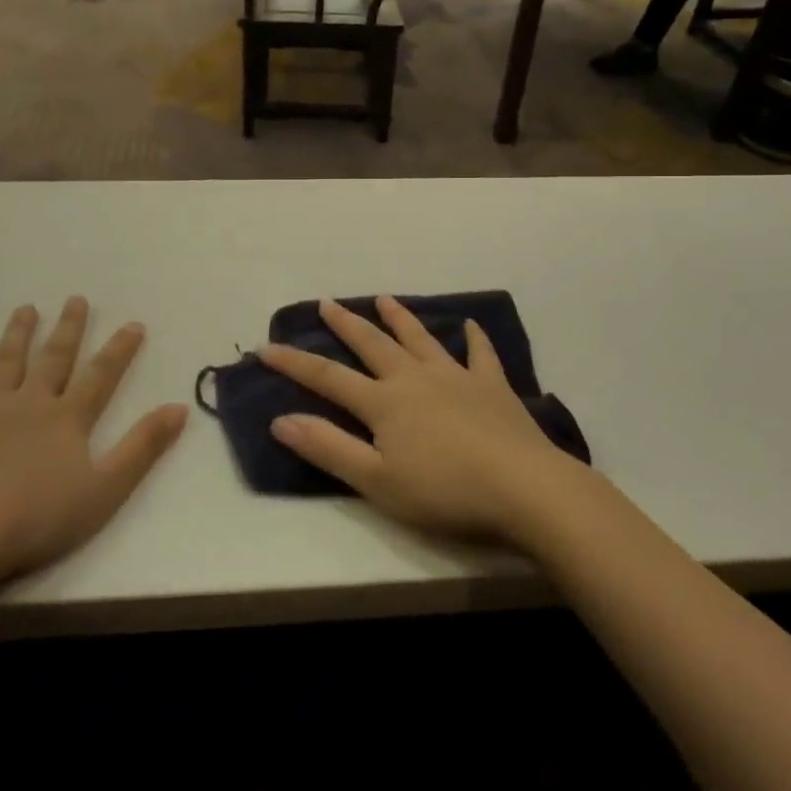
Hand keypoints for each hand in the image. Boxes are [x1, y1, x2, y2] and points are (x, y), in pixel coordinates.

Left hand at [0, 298, 187, 596]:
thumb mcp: (105, 489)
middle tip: (76, 299)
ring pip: (5, 364)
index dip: (119, 350)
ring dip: (17, 335)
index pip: (100, 375)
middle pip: (53, 359)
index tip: (133, 324)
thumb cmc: (38, 518)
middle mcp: (29, 403)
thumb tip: (179, 407)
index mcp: (67, 418)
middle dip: (68, 329)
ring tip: (25, 309)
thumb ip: (142, 447)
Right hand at [258, 297, 584, 543]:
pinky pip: (480, 354)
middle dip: (346, 324)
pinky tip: (471, 325)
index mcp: (384, 402)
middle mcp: (415, 378)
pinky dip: (474, 338)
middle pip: (373, 344)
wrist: (523, 488)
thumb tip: (280, 420)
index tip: (266, 347)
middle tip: (327, 302)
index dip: (294, 363)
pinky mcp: (492, 387)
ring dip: (400, 318)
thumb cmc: (444, 491)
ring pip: (420, 339)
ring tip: (384, 298)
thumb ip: (328, 448)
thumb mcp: (376, 481)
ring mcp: (456, 377)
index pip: (327, 378)